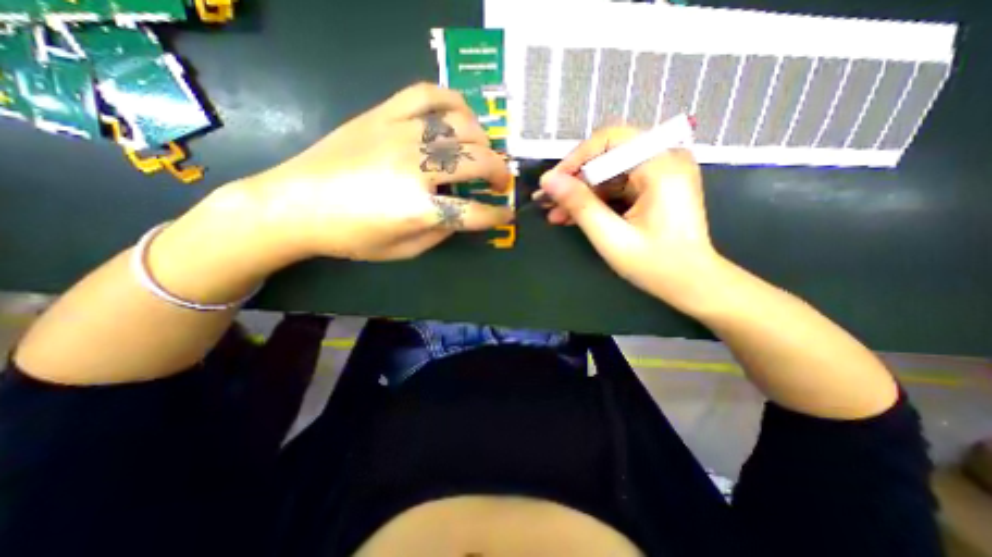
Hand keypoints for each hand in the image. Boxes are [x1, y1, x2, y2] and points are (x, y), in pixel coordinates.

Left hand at [232, 80, 509, 263]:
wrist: (294, 203)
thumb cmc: (350, 236)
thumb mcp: (403, 250)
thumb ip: (440, 232)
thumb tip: (462, 216)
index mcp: (419, 209)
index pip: (475, 212)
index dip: (497, 215)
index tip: (507, 214)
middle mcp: (416, 167)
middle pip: (478, 162)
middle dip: (500, 174)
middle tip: (500, 183)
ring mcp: (400, 134)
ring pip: (461, 125)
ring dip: (482, 140)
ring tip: (482, 151)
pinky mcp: (383, 114)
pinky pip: (427, 94)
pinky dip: (452, 101)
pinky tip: (459, 116)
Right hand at [543, 127, 722, 305]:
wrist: (692, 283)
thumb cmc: (656, 264)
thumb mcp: (611, 237)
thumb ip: (580, 205)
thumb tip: (548, 181)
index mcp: (661, 166)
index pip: (609, 140)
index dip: (575, 159)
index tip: (551, 184)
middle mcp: (665, 159)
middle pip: (607, 156)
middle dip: (575, 180)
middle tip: (549, 202)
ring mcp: (661, 173)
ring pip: (609, 172)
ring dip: (582, 193)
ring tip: (556, 214)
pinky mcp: (656, 186)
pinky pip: (618, 185)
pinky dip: (597, 200)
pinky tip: (574, 216)